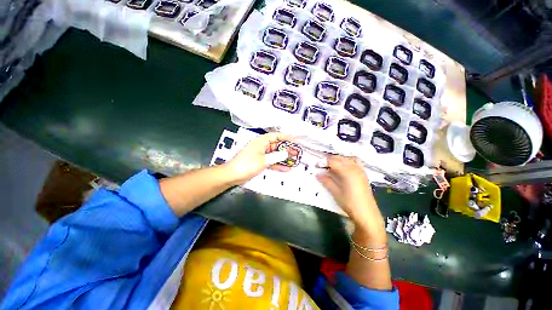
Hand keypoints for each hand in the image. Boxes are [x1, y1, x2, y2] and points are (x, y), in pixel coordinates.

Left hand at [224, 132, 293, 184]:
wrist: (233, 175)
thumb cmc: (246, 165)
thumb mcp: (264, 160)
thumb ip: (277, 156)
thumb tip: (286, 154)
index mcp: (261, 141)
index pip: (276, 136)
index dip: (287, 137)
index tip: (295, 140)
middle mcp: (261, 146)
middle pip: (277, 145)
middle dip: (287, 149)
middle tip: (297, 153)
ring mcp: (261, 154)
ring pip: (275, 154)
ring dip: (284, 158)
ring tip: (294, 160)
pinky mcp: (260, 162)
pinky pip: (271, 161)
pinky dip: (278, 164)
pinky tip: (286, 168)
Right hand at [316, 156, 385, 238]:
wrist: (367, 213)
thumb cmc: (350, 203)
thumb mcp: (335, 192)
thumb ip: (326, 181)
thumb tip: (318, 174)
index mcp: (347, 172)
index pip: (332, 161)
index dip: (323, 162)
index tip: (316, 165)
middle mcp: (354, 167)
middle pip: (340, 158)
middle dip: (329, 160)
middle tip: (322, 166)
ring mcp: (360, 169)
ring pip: (347, 158)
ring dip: (338, 159)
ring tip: (331, 166)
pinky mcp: (363, 173)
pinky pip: (355, 161)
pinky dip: (348, 161)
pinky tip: (344, 166)